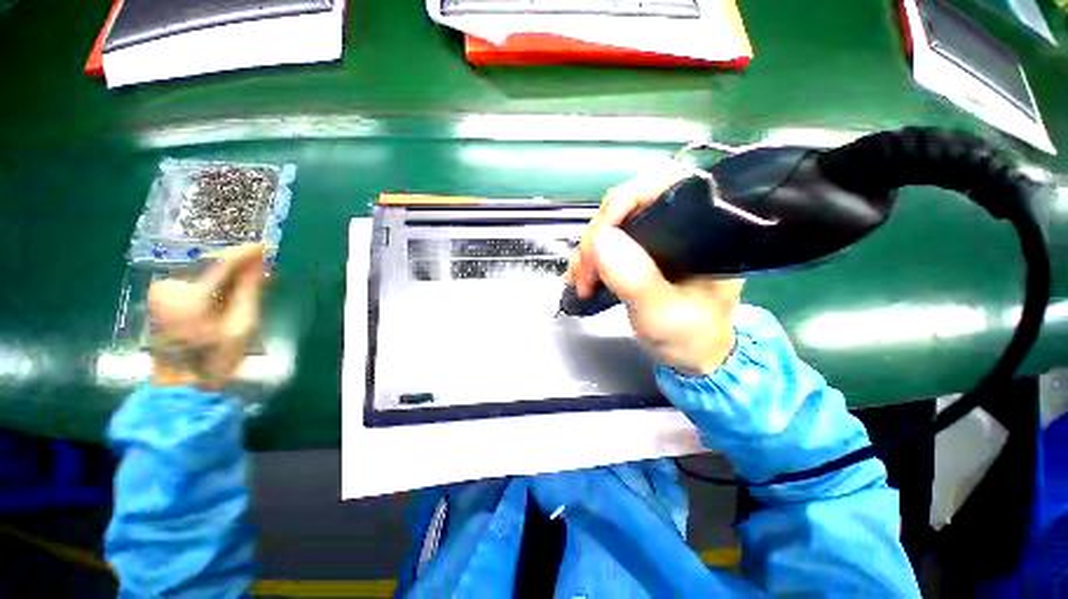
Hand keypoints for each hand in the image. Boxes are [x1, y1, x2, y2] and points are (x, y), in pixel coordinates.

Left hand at [148, 244, 264, 389]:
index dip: (245, 254)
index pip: (222, 266)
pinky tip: (227, 292)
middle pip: (210, 269)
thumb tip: (258, 263)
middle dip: (236, 267)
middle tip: (260, 267)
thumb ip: (249, 290)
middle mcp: (169, 288)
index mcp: (189, 296)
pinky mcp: (161, 299)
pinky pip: (194, 283)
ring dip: (225, 277)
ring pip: (202, 276)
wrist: (183, 383)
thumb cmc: (216, 357)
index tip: (264, 246)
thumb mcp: (242, 324)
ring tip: (247, 281)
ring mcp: (161, 293)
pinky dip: (213, 285)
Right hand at [565, 169, 742, 375]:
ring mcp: (654, 240)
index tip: (599, 237)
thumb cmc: (690, 336)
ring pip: (610, 226)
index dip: (624, 202)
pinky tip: (581, 278)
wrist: (691, 356)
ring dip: (588, 252)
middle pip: (626, 206)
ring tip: (581, 281)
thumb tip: (601, 239)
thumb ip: (637, 279)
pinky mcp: (638, 254)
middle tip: (586, 272)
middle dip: (597, 237)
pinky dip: (588, 260)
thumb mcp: (665, 313)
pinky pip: (605, 245)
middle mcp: (678, 226)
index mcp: (702, 230)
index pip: (663, 187)